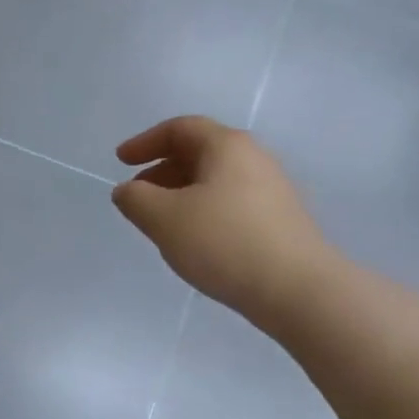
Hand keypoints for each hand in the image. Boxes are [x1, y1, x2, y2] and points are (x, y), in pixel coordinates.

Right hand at [112, 116, 330, 328]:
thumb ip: (136, 200)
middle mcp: (254, 157)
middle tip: (139, 196)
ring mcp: (272, 188)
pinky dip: (205, 210)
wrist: (298, 290)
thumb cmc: (225, 243)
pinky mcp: (281, 219)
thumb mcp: (165, 219)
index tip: (120, 162)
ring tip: (163, 223)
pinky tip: (197, 241)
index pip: (180, 128)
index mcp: (227, 145)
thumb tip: (127, 191)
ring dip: (182, 193)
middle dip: (162, 170)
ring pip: (216, 180)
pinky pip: (232, 202)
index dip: (145, 142)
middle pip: (200, 152)